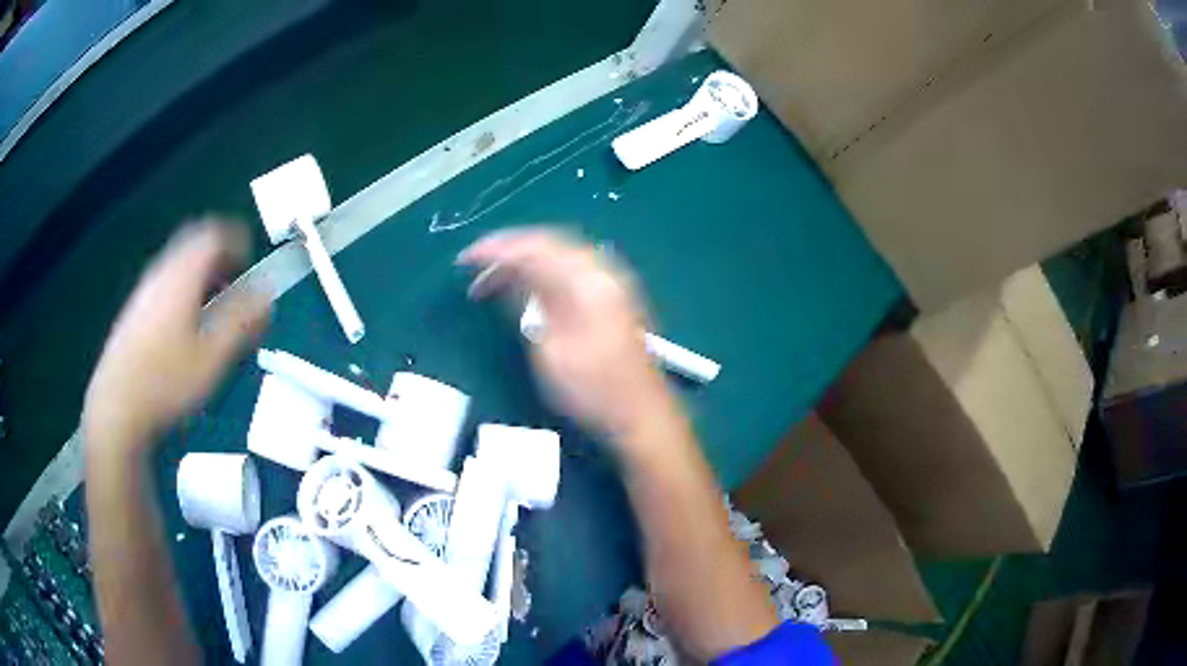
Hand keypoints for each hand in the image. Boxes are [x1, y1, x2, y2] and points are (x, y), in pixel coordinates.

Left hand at [83, 221, 270, 458]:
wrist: (116, 408)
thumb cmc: (166, 382)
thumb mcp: (212, 357)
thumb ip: (243, 323)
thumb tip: (268, 296)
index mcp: (182, 274)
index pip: (214, 234)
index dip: (238, 243)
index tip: (251, 268)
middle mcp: (161, 273)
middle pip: (194, 245)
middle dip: (220, 259)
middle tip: (235, 287)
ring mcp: (144, 291)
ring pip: (179, 267)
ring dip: (202, 278)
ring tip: (214, 313)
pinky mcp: (134, 313)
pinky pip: (166, 286)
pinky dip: (184, 293)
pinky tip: (186, 332)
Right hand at [460, 228, 676, 443]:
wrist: (641, 413)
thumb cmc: (592, 388)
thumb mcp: (548, 349)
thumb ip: (526, 303)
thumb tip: (505, 276)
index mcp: (586, 280)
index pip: (533, 247)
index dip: (495, 249)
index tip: (465, 259)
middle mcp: (602, 270)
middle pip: (548, 243)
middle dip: (509, 251)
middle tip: (477, 268)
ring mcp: (612, 281)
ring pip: (560, 254)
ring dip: (526, 260)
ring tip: (496, 278)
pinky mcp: (614, 296)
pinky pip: (572, 267)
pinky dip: (545, 271)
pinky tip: (528, 286)